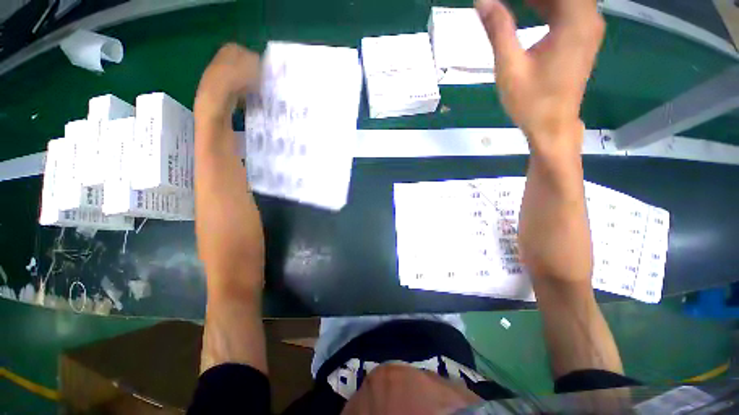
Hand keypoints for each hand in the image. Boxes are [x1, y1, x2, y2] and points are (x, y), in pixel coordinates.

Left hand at [193, 43, 264, 294]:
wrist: (234, 269)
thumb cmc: (238, 241)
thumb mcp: (231, 200)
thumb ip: (224, 160)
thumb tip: (224, 123)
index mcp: (210, 161)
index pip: (209, 106)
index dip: (227, 78)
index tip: (257, 66)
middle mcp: (208, 158)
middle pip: (209, 105)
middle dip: (228, 76)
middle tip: (259, 66)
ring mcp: (219, 168)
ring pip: (219, 120)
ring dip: (236, 95)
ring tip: (263, 85)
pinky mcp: (231, 179)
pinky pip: (232, 140)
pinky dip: (243, 120)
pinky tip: (260, 119)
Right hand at [475, 0, 604, 150]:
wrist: (551, 127)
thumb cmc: (531, 101)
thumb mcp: (509, 66)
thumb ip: (498, 29)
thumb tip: (482, 0)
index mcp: (575, 20)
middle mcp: (588, 18)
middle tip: (501, 2)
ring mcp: (587, 28)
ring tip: (510, 3)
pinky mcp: (581, 39)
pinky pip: (566, 10)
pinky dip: (546, 5)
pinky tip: (527, 6)